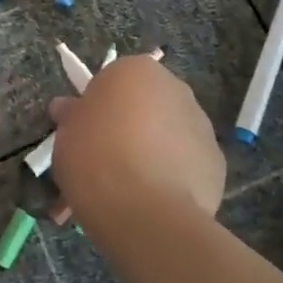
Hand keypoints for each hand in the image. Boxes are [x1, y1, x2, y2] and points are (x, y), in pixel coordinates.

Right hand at [49, 55, 223, 225]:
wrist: (145, 212)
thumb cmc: (96, 158)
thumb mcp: (65, 135)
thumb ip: (71, 117)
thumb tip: (67, 108)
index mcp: (136, 70)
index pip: (112, 81)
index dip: (96, 109)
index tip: (85, 135)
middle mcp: (174, 88)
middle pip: (144, 105)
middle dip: (127, 128)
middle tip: (104, 162)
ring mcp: (201, 124)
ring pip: (167, 135)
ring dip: (151, 153)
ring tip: (128, 192)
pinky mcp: (216, 162)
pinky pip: (186, 164)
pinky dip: (172, 177)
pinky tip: (153, 203)